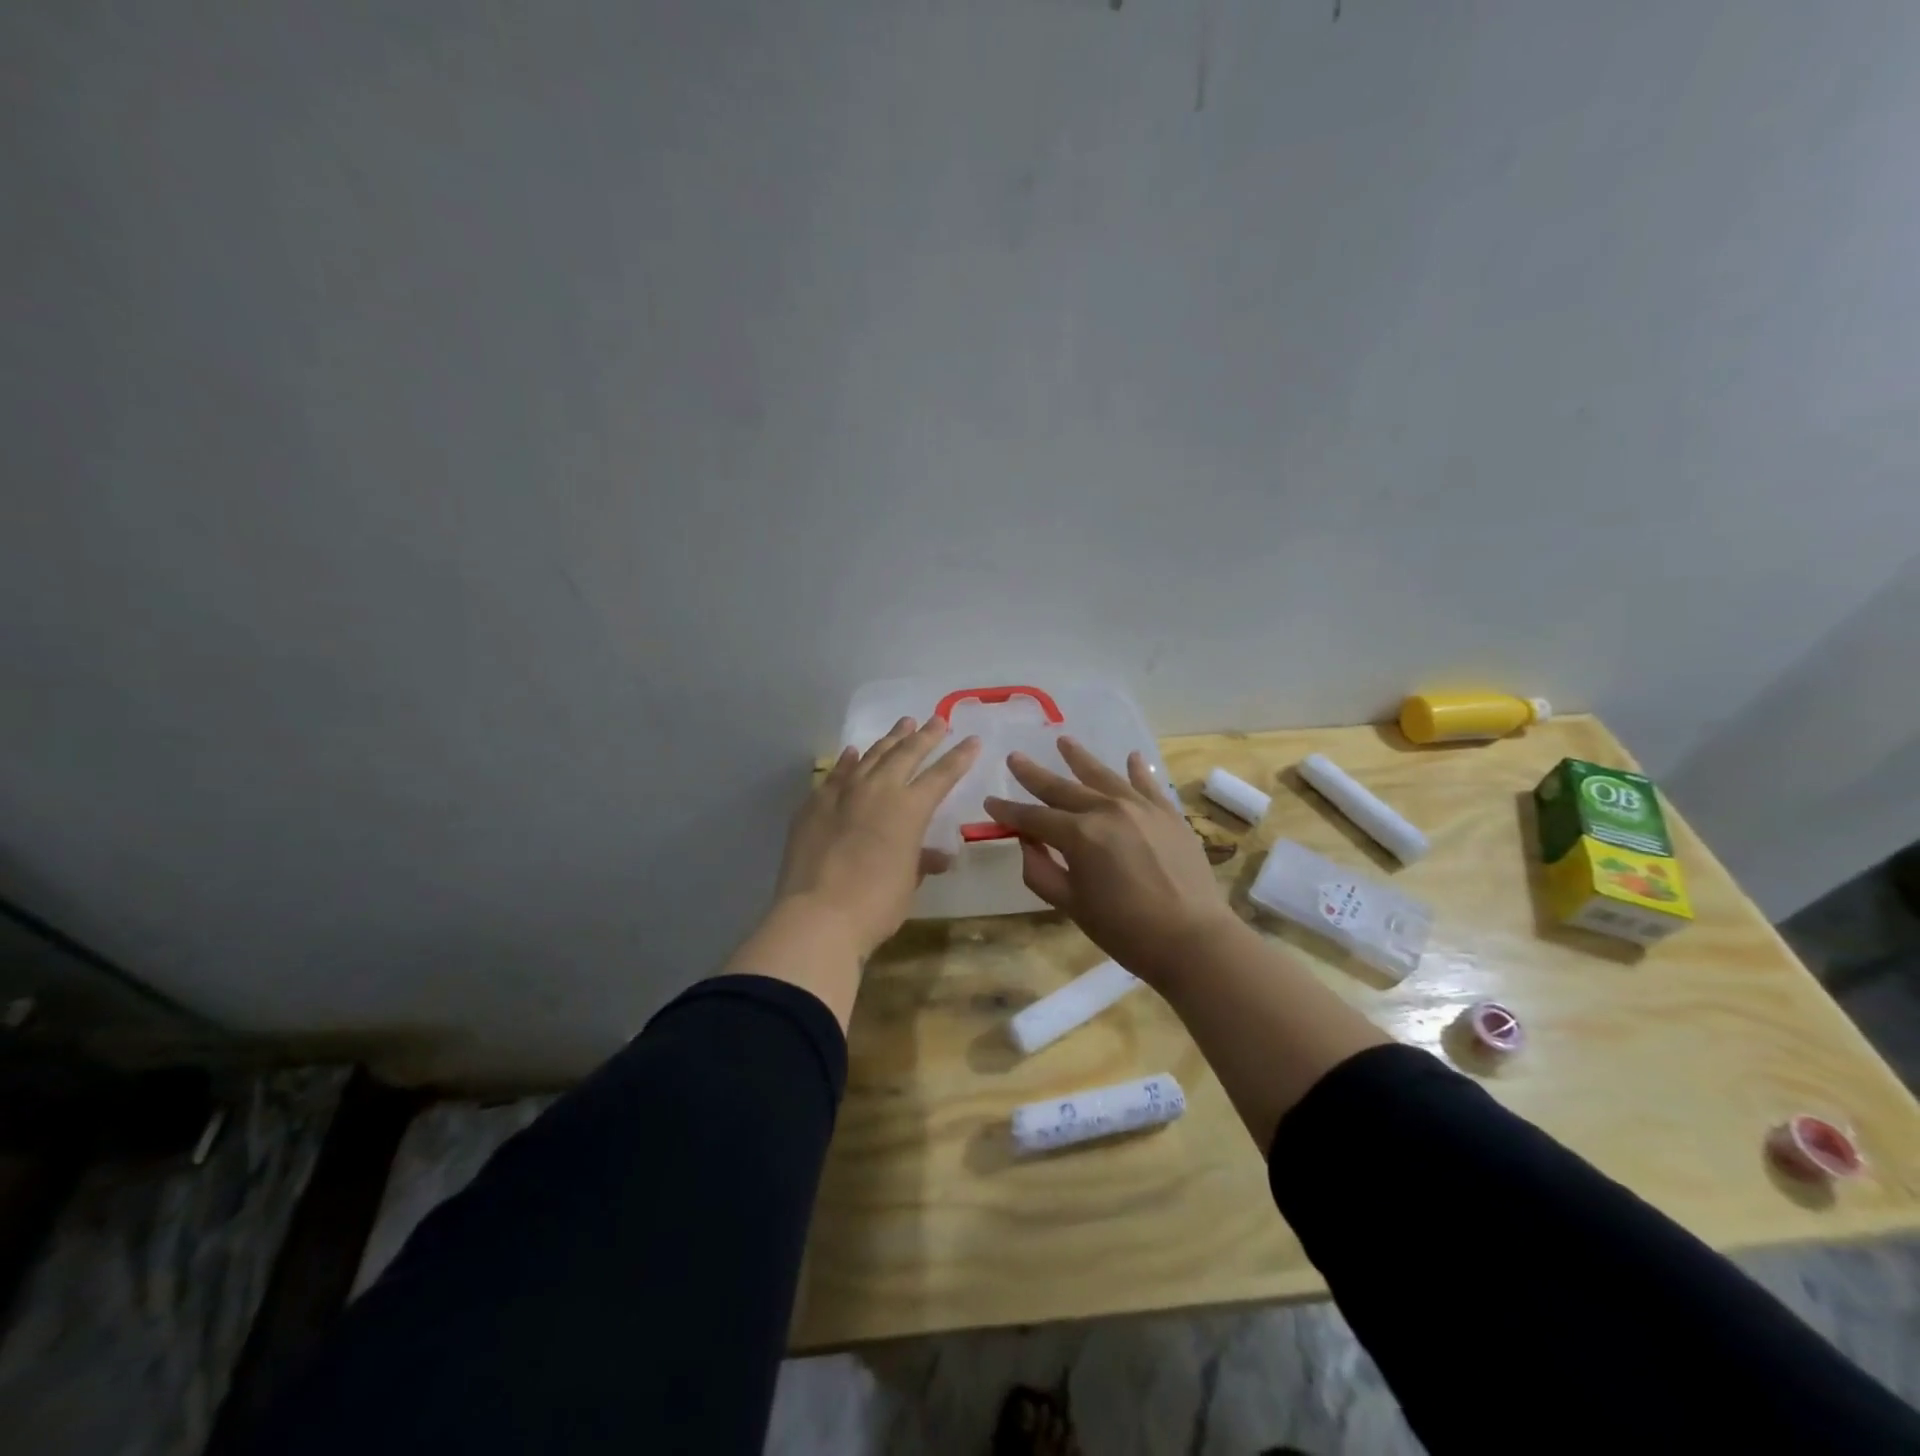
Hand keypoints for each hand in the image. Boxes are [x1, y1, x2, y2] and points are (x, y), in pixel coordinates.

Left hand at [773, 716, 980, 959]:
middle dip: (926, 735)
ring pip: (871, 756)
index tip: (972, 740)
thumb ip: (922, 861)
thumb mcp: (908, 883)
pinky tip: (853, 752)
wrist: (818, 915)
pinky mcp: (814, 804)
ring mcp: (842, 793)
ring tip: (904, 723)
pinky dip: (848, 761)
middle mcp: (878, 790)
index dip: (960, 757)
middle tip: (939, 720)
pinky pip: (836, 773)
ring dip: (890, 739)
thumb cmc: (875, 904)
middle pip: (906, 753)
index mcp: (910, 809)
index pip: (942, 775)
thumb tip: (939, 857)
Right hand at [983, 738, 1236, 984]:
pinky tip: (1131, 757)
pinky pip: (1149, 784)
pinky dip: (1138, 770)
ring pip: (1103, 776)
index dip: (1009, 811)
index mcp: (1079, 835)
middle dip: (1034, 775)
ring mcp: (1141, 807)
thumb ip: (1041, 871)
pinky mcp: (1169, 814)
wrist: (1192, 939)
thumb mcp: (1071, 906)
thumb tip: (1027, 842)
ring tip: (1064, 741)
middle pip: (1063, 788)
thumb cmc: (1125, 930)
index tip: (990, 801)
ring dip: (1080, 758)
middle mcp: (1107, 810)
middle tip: (1015, 758)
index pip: (1033, 818)